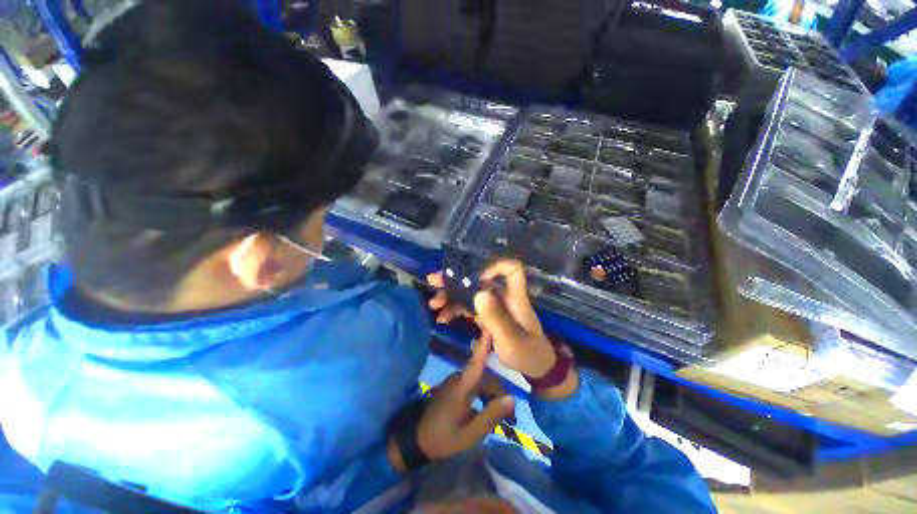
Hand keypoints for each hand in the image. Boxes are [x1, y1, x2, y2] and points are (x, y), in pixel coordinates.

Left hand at [417, 335, 515, 461]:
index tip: (491, 326)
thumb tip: (512, 399)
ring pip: (481, 379)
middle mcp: (460, 378)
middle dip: (500, 390)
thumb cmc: (443, 437)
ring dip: (493, 393)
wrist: (416, 437)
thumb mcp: (469, 434)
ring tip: (502, 414)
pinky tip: (489, 407)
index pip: (477, 361)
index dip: (485, 344)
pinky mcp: (455, 385)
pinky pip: (475, 383)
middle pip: (486, 376)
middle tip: (511, 415)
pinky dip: (485, 393)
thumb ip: (491, 415)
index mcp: (463, 387)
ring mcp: (456, 380)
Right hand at [427, 259, 556, 378]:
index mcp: (514, 296)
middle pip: (480, 278)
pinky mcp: (487, 314)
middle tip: (434, 280)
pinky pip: (468, 306)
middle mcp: (502, 296)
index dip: (493, 266)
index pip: (511, 269)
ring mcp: (493, 305)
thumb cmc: (527, 352)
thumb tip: (479, 293)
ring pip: (470, 292)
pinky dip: (455, 309)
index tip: (472, 277)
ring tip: (434, 304)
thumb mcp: (511, 339)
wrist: (534, 367)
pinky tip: (442, 318)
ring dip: (451, 296)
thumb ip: (496, 318)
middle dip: (457, 279)